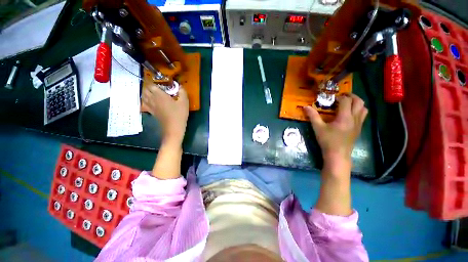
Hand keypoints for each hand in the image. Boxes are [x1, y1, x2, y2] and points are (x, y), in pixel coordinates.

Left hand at [142, 83, 188, 143]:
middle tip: (157, 86)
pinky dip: (146, 101)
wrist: (173, 128)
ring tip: (153, 93)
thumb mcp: (184, 102)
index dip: (153, 81)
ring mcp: (151, 106)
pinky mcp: (152, 112)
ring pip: (143, 96)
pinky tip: (152, 102)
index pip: (151, 85)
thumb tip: (180, 86)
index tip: (158, 81)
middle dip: (149, 86)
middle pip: (145, 90)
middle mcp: (152, 99)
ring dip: (146, 93)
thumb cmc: (179, 114)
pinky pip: (145, 104)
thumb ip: (182, 92)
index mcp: (159, 95)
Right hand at [305, 94, 367, 215]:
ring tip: (348, 104)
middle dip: (352, 96)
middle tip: (343, 96)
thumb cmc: (327, 141)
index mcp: (345, 117)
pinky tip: (349, 115)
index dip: (340, 97)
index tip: (333, 97)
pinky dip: (358, 111)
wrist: (338, 155)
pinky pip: (363, 116)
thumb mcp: (318, 128)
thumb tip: (305, 107)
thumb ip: (312, 116)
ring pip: (364, 108)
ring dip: (357, 103)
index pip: (346, 101)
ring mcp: (359, 124)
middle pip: (359, 102)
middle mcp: (355, 118)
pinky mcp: (359, 129)